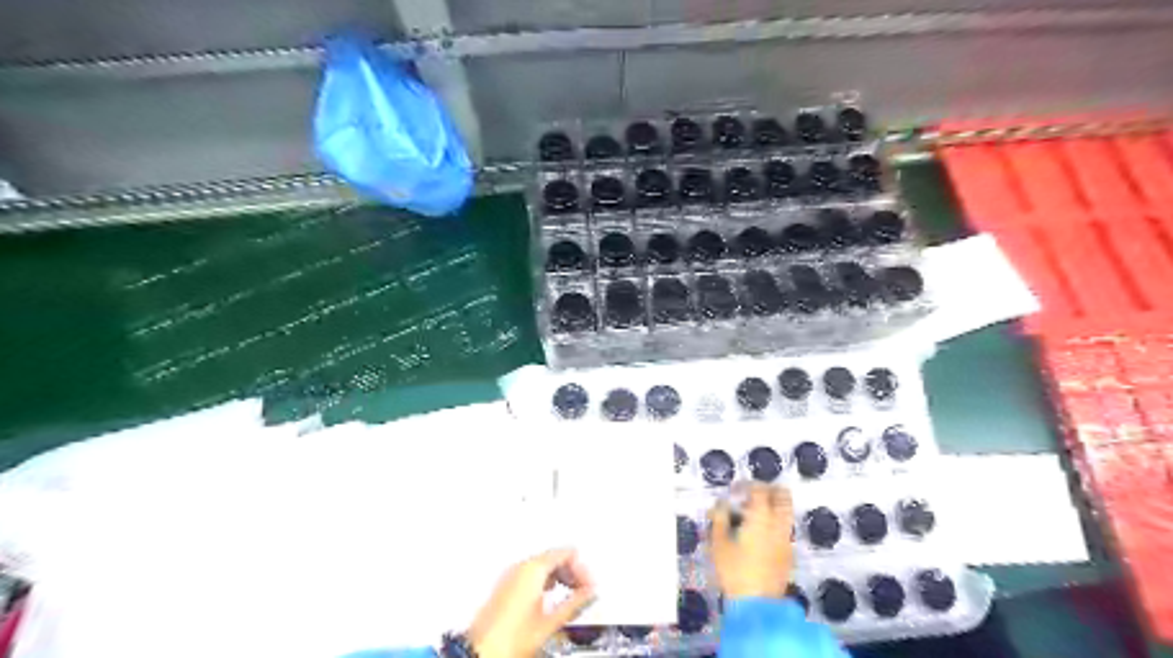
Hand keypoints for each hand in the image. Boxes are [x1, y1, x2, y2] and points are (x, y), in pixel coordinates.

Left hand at [468, 548, 595, 657]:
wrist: (482, 651)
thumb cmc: (509, 638)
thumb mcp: (551, 621)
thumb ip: (575, 603)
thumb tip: (590, 593)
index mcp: (533, 568)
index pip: (566, 553)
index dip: (582, 568)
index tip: (590, 584)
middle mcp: (520, 566)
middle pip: (554, 557)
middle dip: (572, 572)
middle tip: (584, 590)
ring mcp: (510, 575)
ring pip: (542, 566)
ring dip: (559, 578)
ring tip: (570, 597)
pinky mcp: (505, 586)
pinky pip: (531, 575)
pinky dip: (545, 583)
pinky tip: (550, 600)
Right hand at [709, 481, 790, 597]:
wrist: (757, 604)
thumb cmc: (734, 570)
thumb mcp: (718, 543)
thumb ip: (719, 519)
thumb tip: (721, 504)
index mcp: (760, 517)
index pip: (759, 489)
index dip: (746, 485)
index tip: (734, 491)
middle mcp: (778, 524)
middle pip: (783, 495)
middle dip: (769, 490)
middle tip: (751, 495)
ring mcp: (786, 539)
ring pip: (787, 512)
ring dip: (773, 506)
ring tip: (753, 515)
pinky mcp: (788, 553)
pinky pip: (785, 528)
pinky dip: (775, 522)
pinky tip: (759, 534)